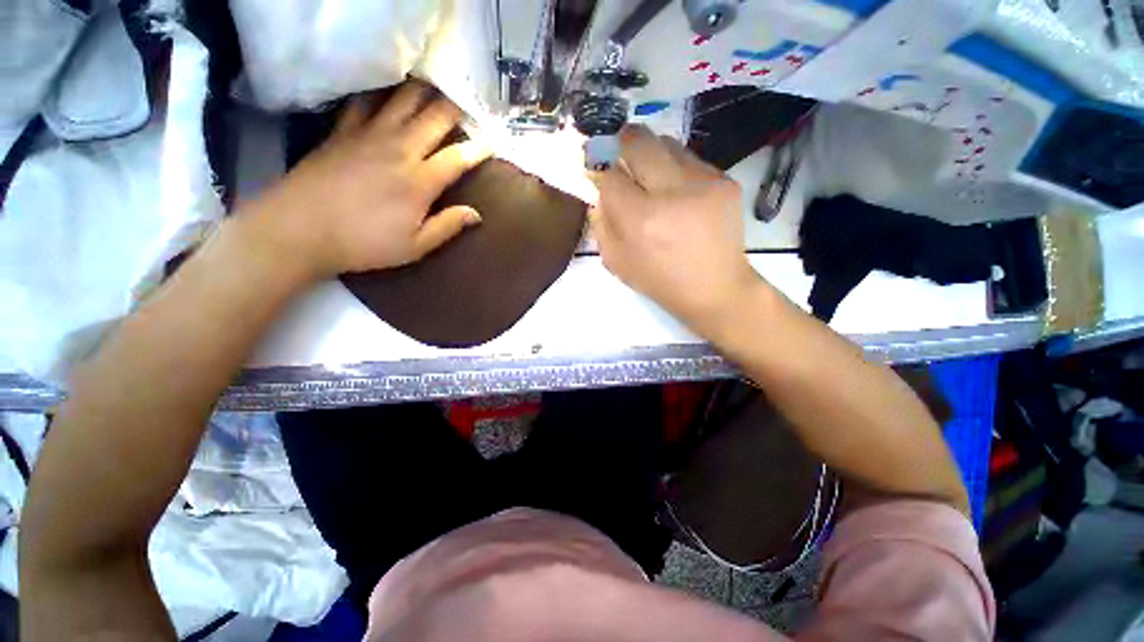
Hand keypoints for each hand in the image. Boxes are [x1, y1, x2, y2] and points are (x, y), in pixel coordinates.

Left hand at [250, 80, 490, 278]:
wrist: (300, 229)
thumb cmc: (364, 243)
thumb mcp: (415, 246)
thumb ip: (447, 226)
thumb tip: (476, 214)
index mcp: (420, 181)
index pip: (458, 158)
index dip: (479, 148)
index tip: (492, 142)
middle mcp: (399, 149)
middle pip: (434, 117)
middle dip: (455, 108)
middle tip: (468, 104)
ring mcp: (369, 134)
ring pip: (403, 99)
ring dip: (424, 91)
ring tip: (436, 87)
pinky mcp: (344, 130)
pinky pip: (366, 100)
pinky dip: (381, 92)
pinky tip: (389, 91)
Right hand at [590, 126, 760, 332]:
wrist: (714, 288)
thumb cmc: (659, 280)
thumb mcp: (616, 261)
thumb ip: (601, 222)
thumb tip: (599, 187)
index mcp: (640, 219)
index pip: (610, 174)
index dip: (600, 168)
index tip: (598, 168)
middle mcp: (671, 192)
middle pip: (638, 141)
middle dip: (621, 141)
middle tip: (618, 152)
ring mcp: (703, 182)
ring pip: (666, 143)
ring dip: (650, 153)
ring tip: (651, 176)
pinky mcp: (725, 180)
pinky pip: (690, 158)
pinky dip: (675, 168)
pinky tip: (678, 191)